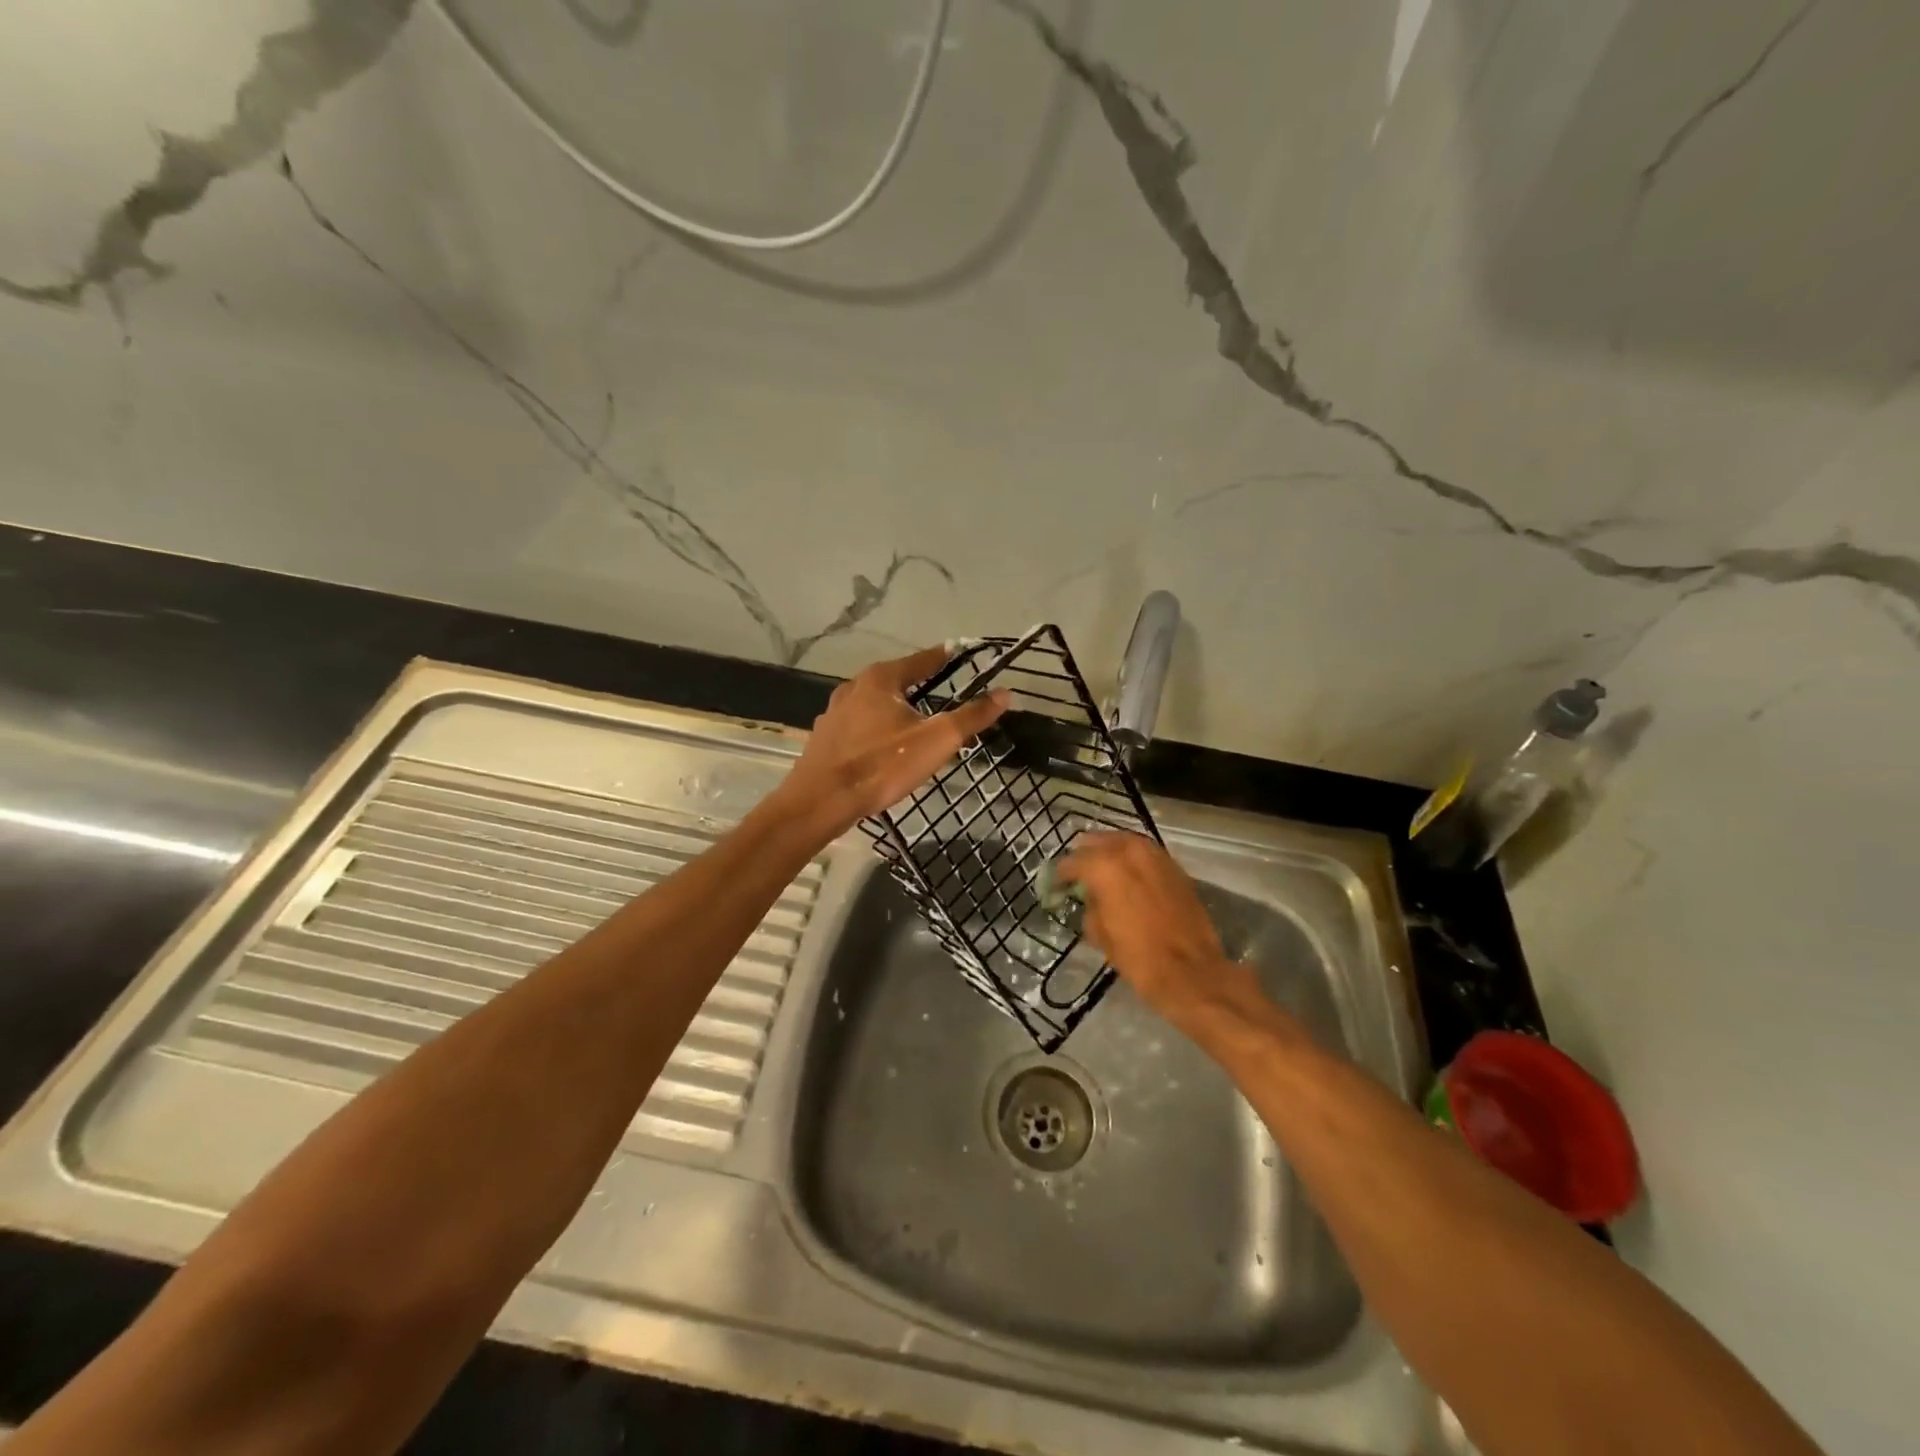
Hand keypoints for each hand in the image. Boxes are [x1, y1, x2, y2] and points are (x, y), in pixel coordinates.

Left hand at [773, 646, 1009, 838]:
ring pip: (875, 703)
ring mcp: (835, 712)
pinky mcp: (825, 737)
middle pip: (896, 679)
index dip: (944, 657)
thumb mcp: (936, 741)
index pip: (922, 659)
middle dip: (919, 685)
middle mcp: (854, 687)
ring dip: (895, 708)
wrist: (821, 801)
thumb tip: (1005, 693)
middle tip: (942, 693)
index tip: (960, 653)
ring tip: (915, 721)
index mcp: (881, 679)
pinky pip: (859, 725)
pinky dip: (876, 728)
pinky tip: (883, 746)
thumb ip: (971, 716)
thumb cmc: (882, 765)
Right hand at [1056, 832, 1265, 1034]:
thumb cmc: (1138, 956)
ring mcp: (1156, 856)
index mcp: (1104, 867)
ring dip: (1111, 852)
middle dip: (1086, 854)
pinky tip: (1128, 875)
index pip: (1072, 861)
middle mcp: (1129, 852)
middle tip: (1078, 871)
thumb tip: (1091, 897)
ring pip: (1125, 842)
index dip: (1061, 874)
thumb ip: (1090, 905)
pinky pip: (1146, 854)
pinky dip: (1134, 860)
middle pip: (1099, 841)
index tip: (1055, 884)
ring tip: (1102, 869)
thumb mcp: (1099, 933)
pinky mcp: (1175, 868)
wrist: (1191, 971)